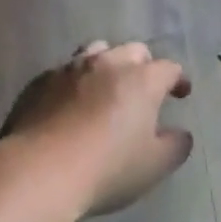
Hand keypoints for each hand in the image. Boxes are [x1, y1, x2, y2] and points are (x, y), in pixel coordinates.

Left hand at [0, 41, 193, 215]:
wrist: (39, 170)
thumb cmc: (107, 168)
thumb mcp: (155, 165)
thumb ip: (175, 145)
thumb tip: (180, 134)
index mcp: (141, 80)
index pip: (168, 68)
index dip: (178, 79)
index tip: (181, 93)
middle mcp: (107, 64)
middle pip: (132, 50)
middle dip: (144, 65)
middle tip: (144, 88)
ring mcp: (69, 69)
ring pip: (95, 51)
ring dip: (107, 64)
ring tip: (106, 86)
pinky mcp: (39, 82)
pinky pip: (63, 71)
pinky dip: (75, 82)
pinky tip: (70, 102)